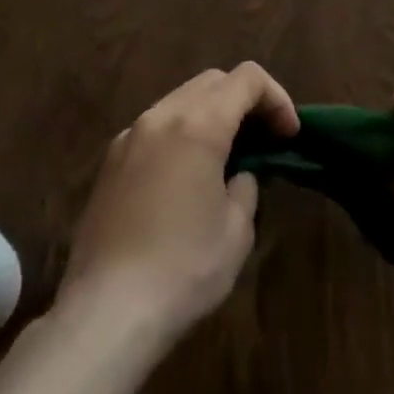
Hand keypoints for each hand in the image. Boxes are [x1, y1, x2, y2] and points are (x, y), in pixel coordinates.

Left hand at [58, 62, 298, 343]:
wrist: (105, 314)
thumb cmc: (183, 269)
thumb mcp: (237, 230)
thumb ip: (246, 186)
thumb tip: (238, 175)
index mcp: (198, 124)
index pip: (247, 79)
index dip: (277, 98)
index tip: (288, 135)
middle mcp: (160, 117)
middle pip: (212, 81)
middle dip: (245, 100)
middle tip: (264, 138)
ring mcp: (129, 137)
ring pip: (180, 100)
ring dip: (211, 114)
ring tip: (227, 156)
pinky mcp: (109, 164)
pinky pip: (154, 128)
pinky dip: (180, 133)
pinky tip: (186, 176)